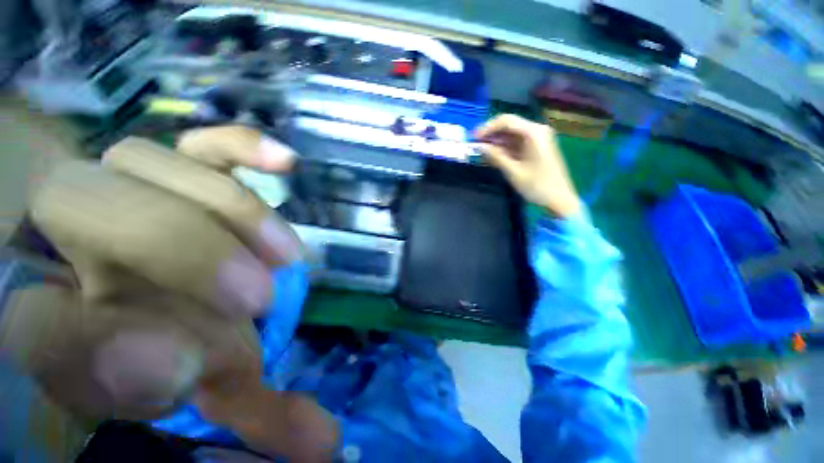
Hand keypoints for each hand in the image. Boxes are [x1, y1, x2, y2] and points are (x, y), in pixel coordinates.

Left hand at [1, 126, 336, 459]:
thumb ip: (252, 416)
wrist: (175, 297)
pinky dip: (242, 148)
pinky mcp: (182, 170)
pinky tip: (285, 163)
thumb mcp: (204, 397)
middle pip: (99, 212)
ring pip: (153, 166)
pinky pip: (204, 145)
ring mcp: (126, 184)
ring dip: (233, 213)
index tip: (177, 368)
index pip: (40, 328)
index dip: (97, 351)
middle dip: (189, 259)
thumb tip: (318, 436)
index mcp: (51, 315)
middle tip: (261, 296)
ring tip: (283, 255)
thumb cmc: (178, 355)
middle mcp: (69, 232)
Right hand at [475, 114, 580, 217]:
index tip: (474, 138)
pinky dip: (504, 148)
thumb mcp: (513, 172)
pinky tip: (493, 155)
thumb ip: (496, 156)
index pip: (506, 121)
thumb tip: (479, 147)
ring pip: (511, 134)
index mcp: (533, 133)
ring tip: (481, 152)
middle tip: (475, 145)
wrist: (560, 199)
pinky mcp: (536, 147)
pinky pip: (517, 143)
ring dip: (496, 142)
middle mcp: (537, 131)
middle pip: (509, 126)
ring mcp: (538, 139)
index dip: (487, 127)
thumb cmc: (537, 186)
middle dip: (491, 134)